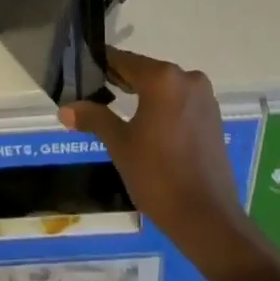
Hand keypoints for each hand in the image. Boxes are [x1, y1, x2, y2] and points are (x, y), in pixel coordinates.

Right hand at [60, 48, 255, 275]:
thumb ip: (94, 118)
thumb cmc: (158, 177)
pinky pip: (181, 101)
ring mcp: (204, 97)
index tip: (83, 71)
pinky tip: (149, 126)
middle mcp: (187, 78)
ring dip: (144, 95)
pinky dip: (163, 107)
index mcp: (163, 78)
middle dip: (121, 81)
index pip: (124, 61)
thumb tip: (66, 109)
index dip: (102, 65)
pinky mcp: (214, 116)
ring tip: (118, 110)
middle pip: (146, 72)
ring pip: (165, 87)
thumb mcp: (120, 145)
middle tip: (95, 93)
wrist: (208, 219)